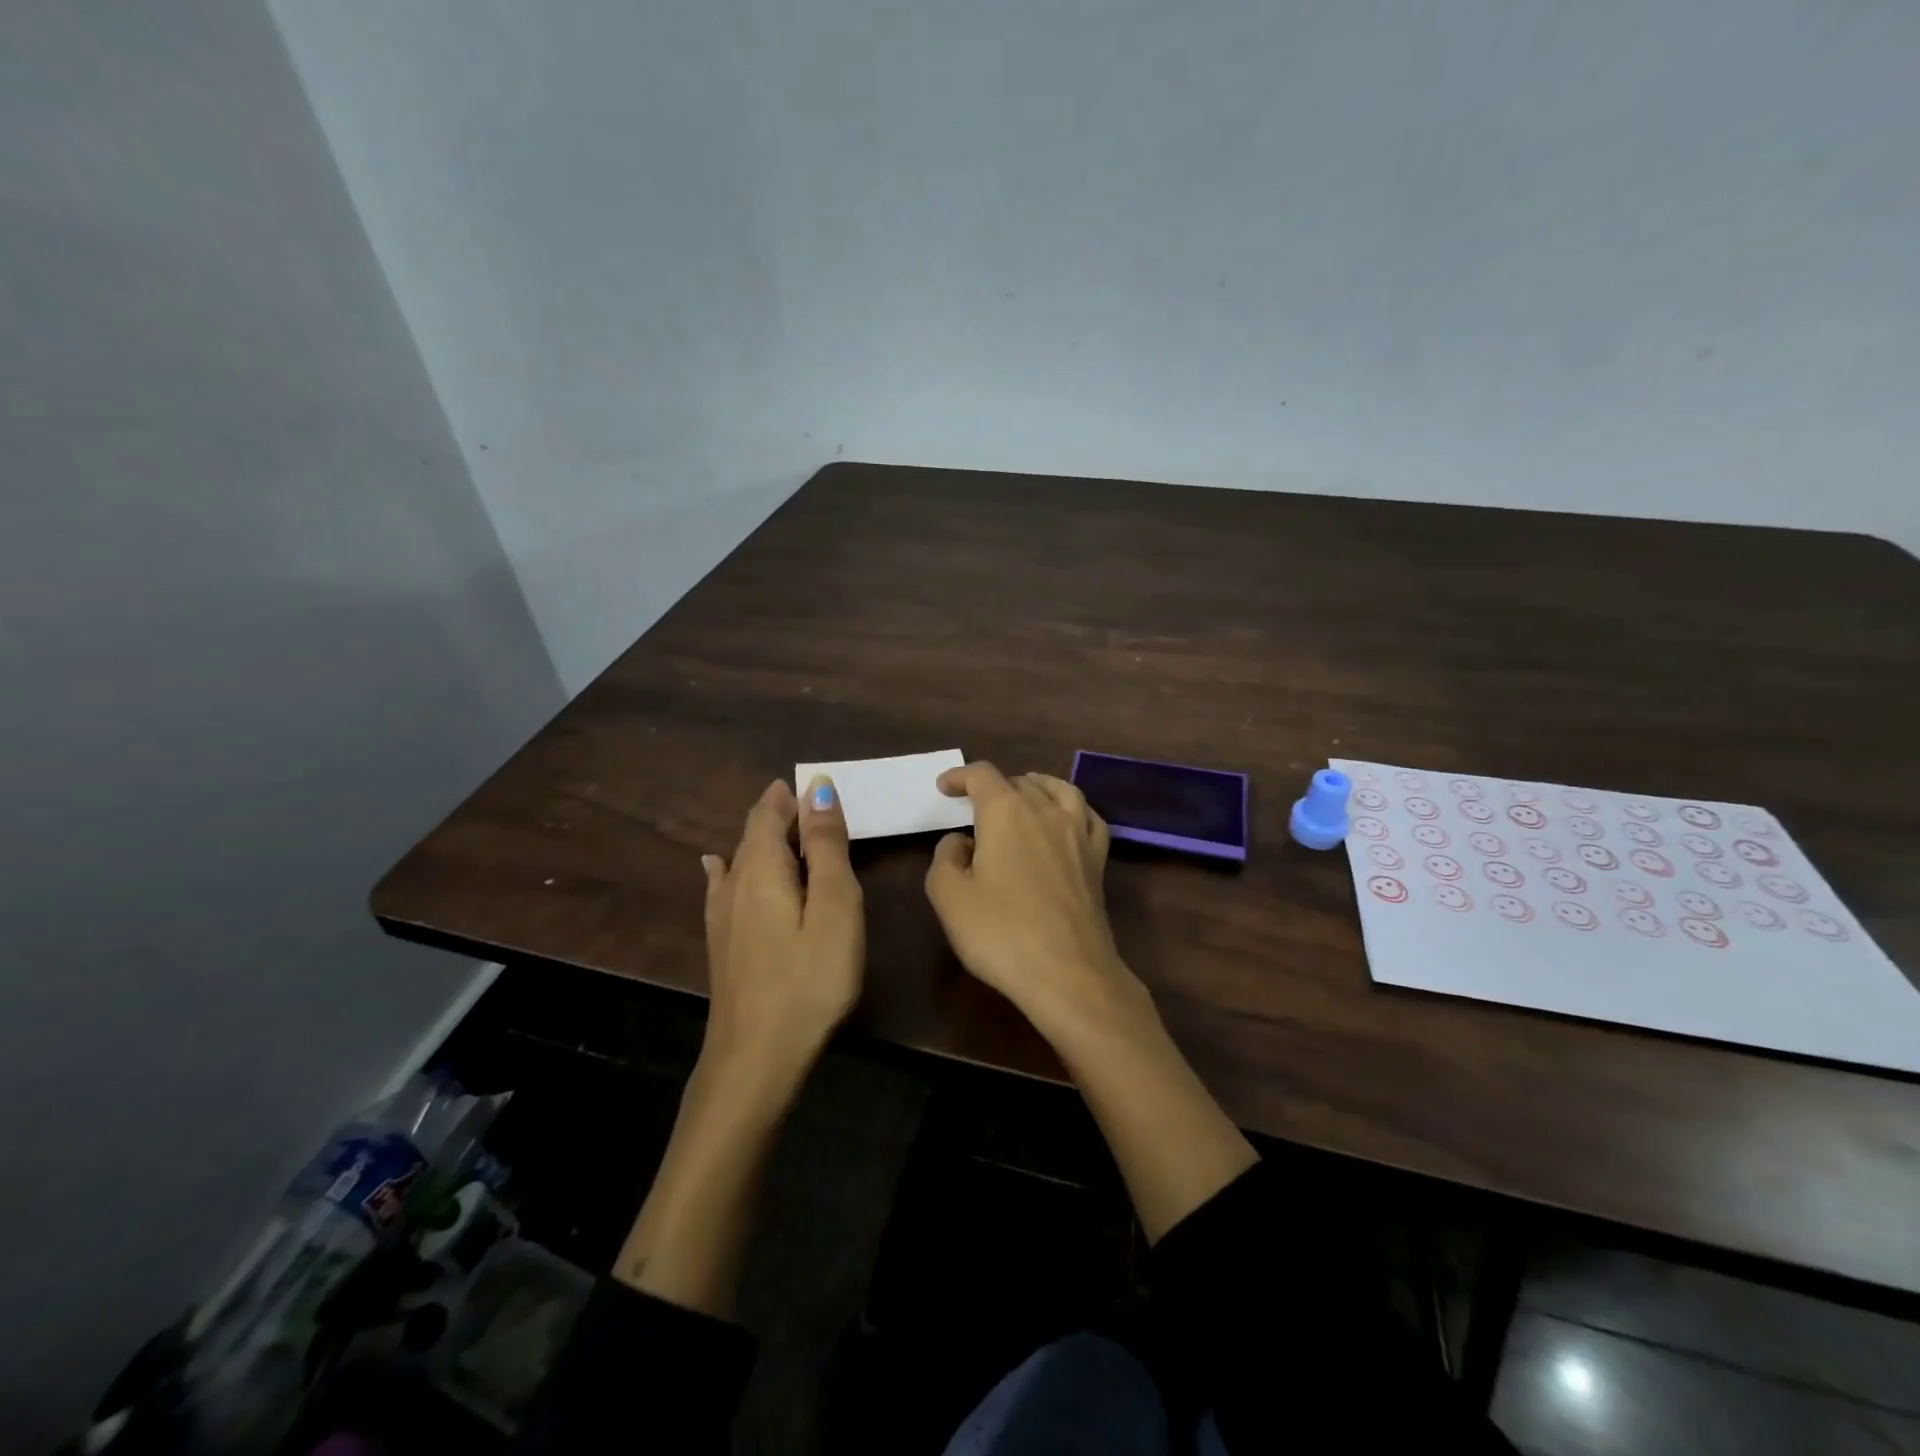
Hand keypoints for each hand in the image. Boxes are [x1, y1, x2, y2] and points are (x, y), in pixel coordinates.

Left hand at [700, 777, 863, 1084]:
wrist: (756, 1056)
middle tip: (811, 804)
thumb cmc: (809, 978)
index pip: (769, 812)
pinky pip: (723, 885)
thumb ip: (827, 847)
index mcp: (762, 867)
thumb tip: (818, 788)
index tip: (816, 784)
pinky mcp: (721, 943)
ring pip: (739, 859)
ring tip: (782, 828)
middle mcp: (733, 883)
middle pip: (752, 833)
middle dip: (778, 813)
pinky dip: (729, 866)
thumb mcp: (834, 907)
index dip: (790, 794)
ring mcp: (721, 915)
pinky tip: (715, 866)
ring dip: (762, 839)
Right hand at [924, 762, 1149, 1042]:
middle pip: (1019, 782)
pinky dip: (1073, 808)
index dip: (960, 776)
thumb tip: (961, 842)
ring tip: (1022, 793)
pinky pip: (1088, 817)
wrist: (1068, 973)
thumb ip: (945, 858)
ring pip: (1058, 790)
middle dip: (993, 787)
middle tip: (974, 805)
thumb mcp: (949, 896)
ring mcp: (1078, 834)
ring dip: (1036, 786)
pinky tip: (1067, 819)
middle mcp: (1045, 811)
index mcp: (1006, 812)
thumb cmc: (1001, 932)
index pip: (981, 776)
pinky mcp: (1097, 860)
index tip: (944, 787)